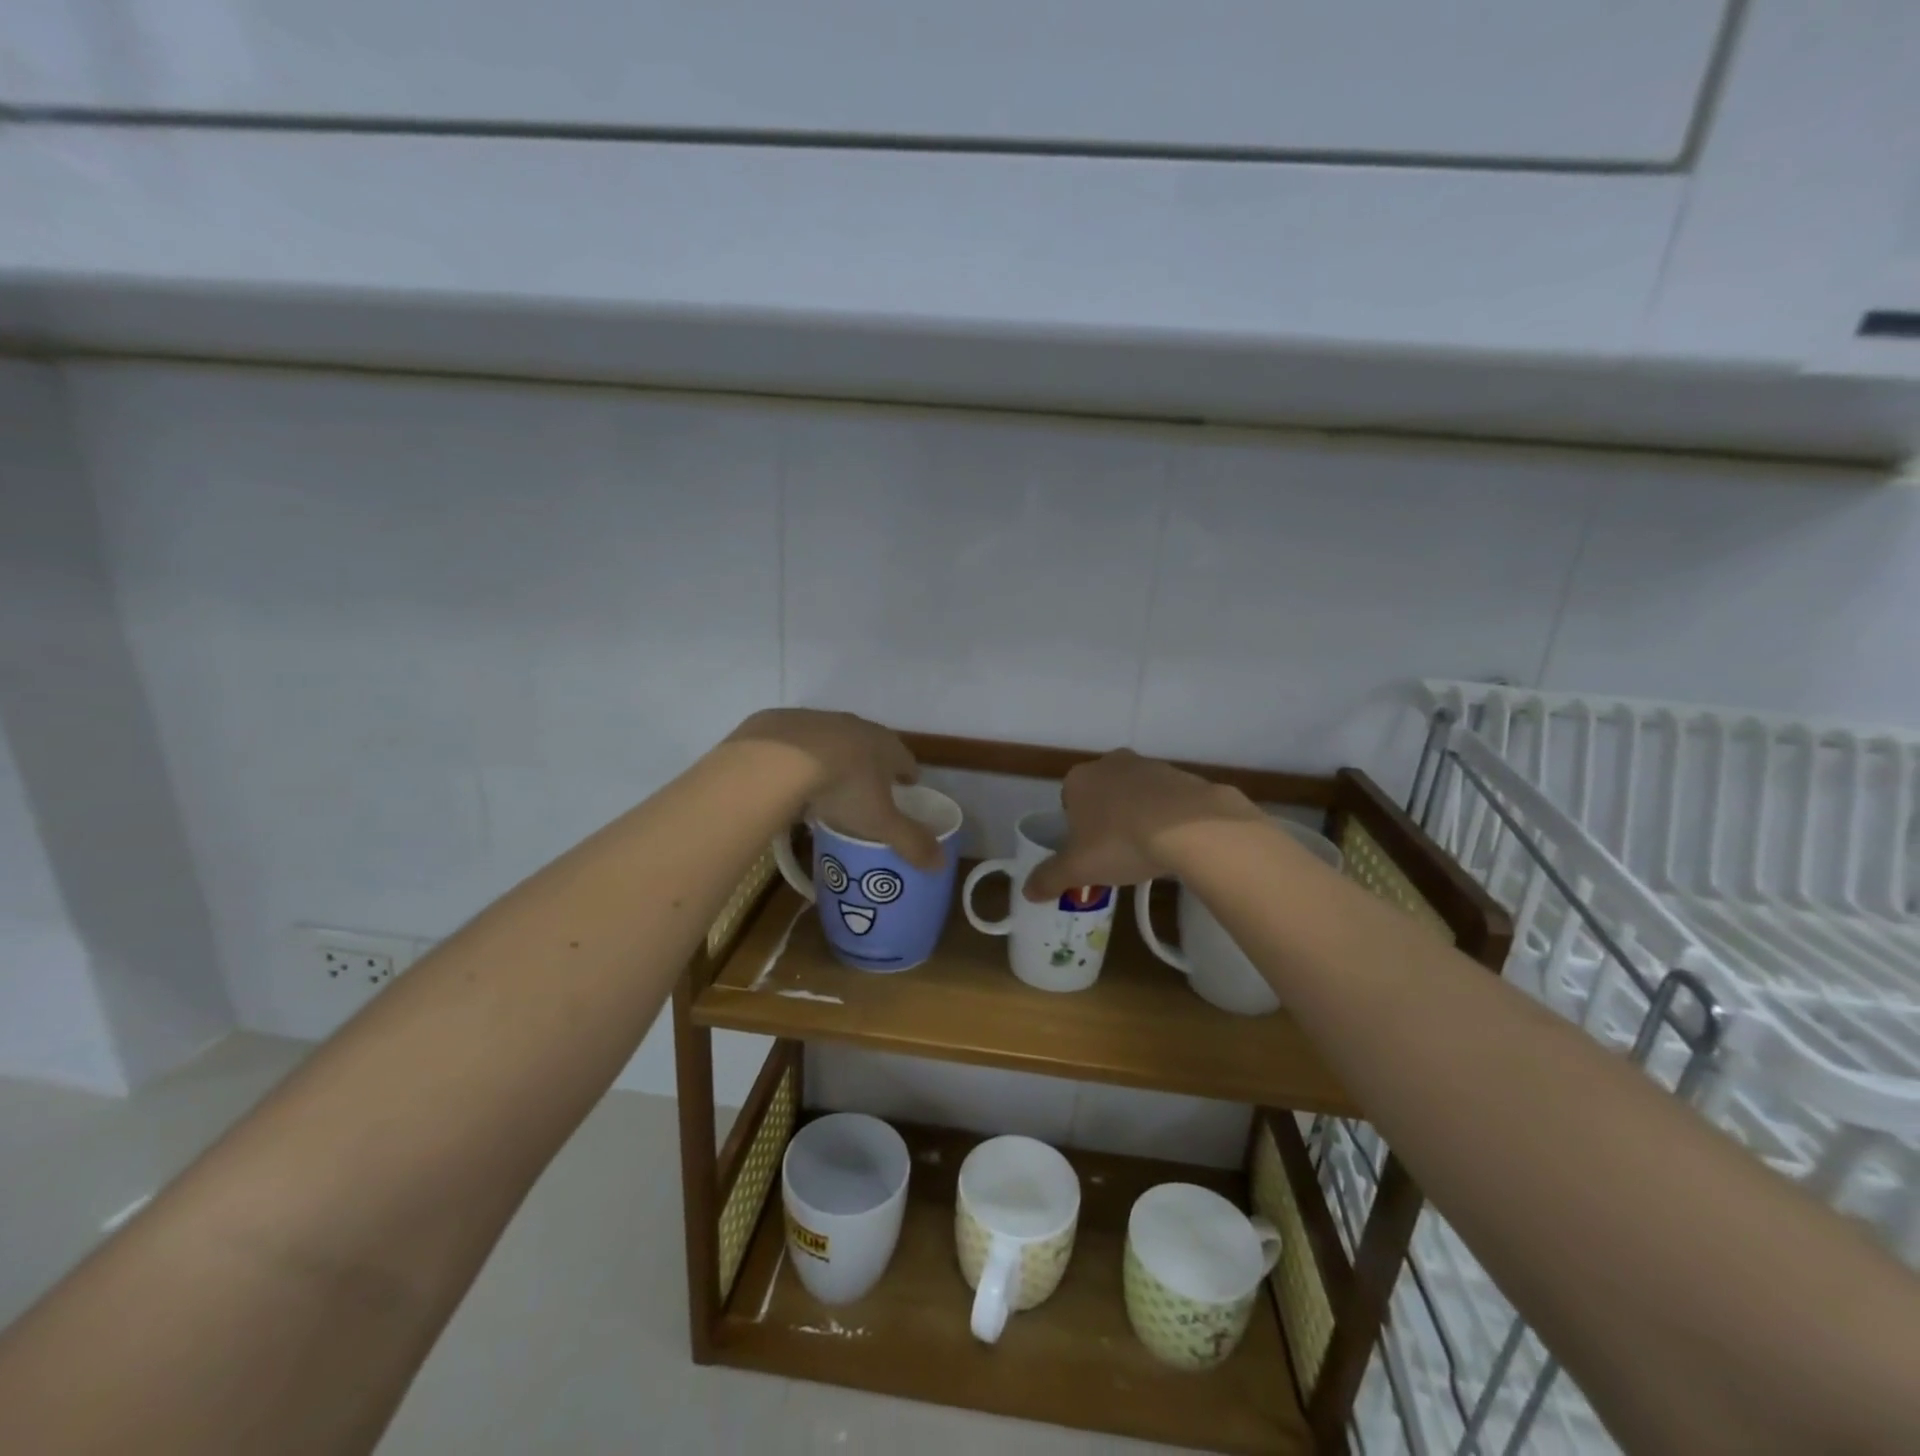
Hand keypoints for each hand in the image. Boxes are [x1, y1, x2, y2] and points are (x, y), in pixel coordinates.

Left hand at [726, 709, 941, 868]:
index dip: (908, 775)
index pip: (906, 760)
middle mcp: (858, 727)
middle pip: (873, 746)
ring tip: (829, 786)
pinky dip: (802, 757)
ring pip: (836, 741)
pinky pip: (800, 743)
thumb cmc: (843, 788)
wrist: (781, 758)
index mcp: (887, 746)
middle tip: (869, 790)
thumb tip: (941, 864)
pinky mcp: (787, 722)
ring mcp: (821, 721)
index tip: (908, 787)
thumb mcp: (880, 823)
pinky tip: (792, 776)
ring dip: (838, 758)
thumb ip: (911, 842)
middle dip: (874, 766)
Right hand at [1023, 750, 1262, 901]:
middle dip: (1106, 819)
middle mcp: (1112, 763)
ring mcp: (1150, 766)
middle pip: (1102, 794)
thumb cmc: (1120, 842)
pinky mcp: (1184, 776)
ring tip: (1147, 852)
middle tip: (1114, 853)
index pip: (1068, 800)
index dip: (1075, 827)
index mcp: (1079, 779)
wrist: (1189, 827)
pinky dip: (1169, 817)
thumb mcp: (1077, 868)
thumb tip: (1027, 891)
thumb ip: (1049, 878)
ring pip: (1136, 794)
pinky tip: (1175, 843)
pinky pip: (1168, 800)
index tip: (1086, 851)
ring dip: (1138, 816)